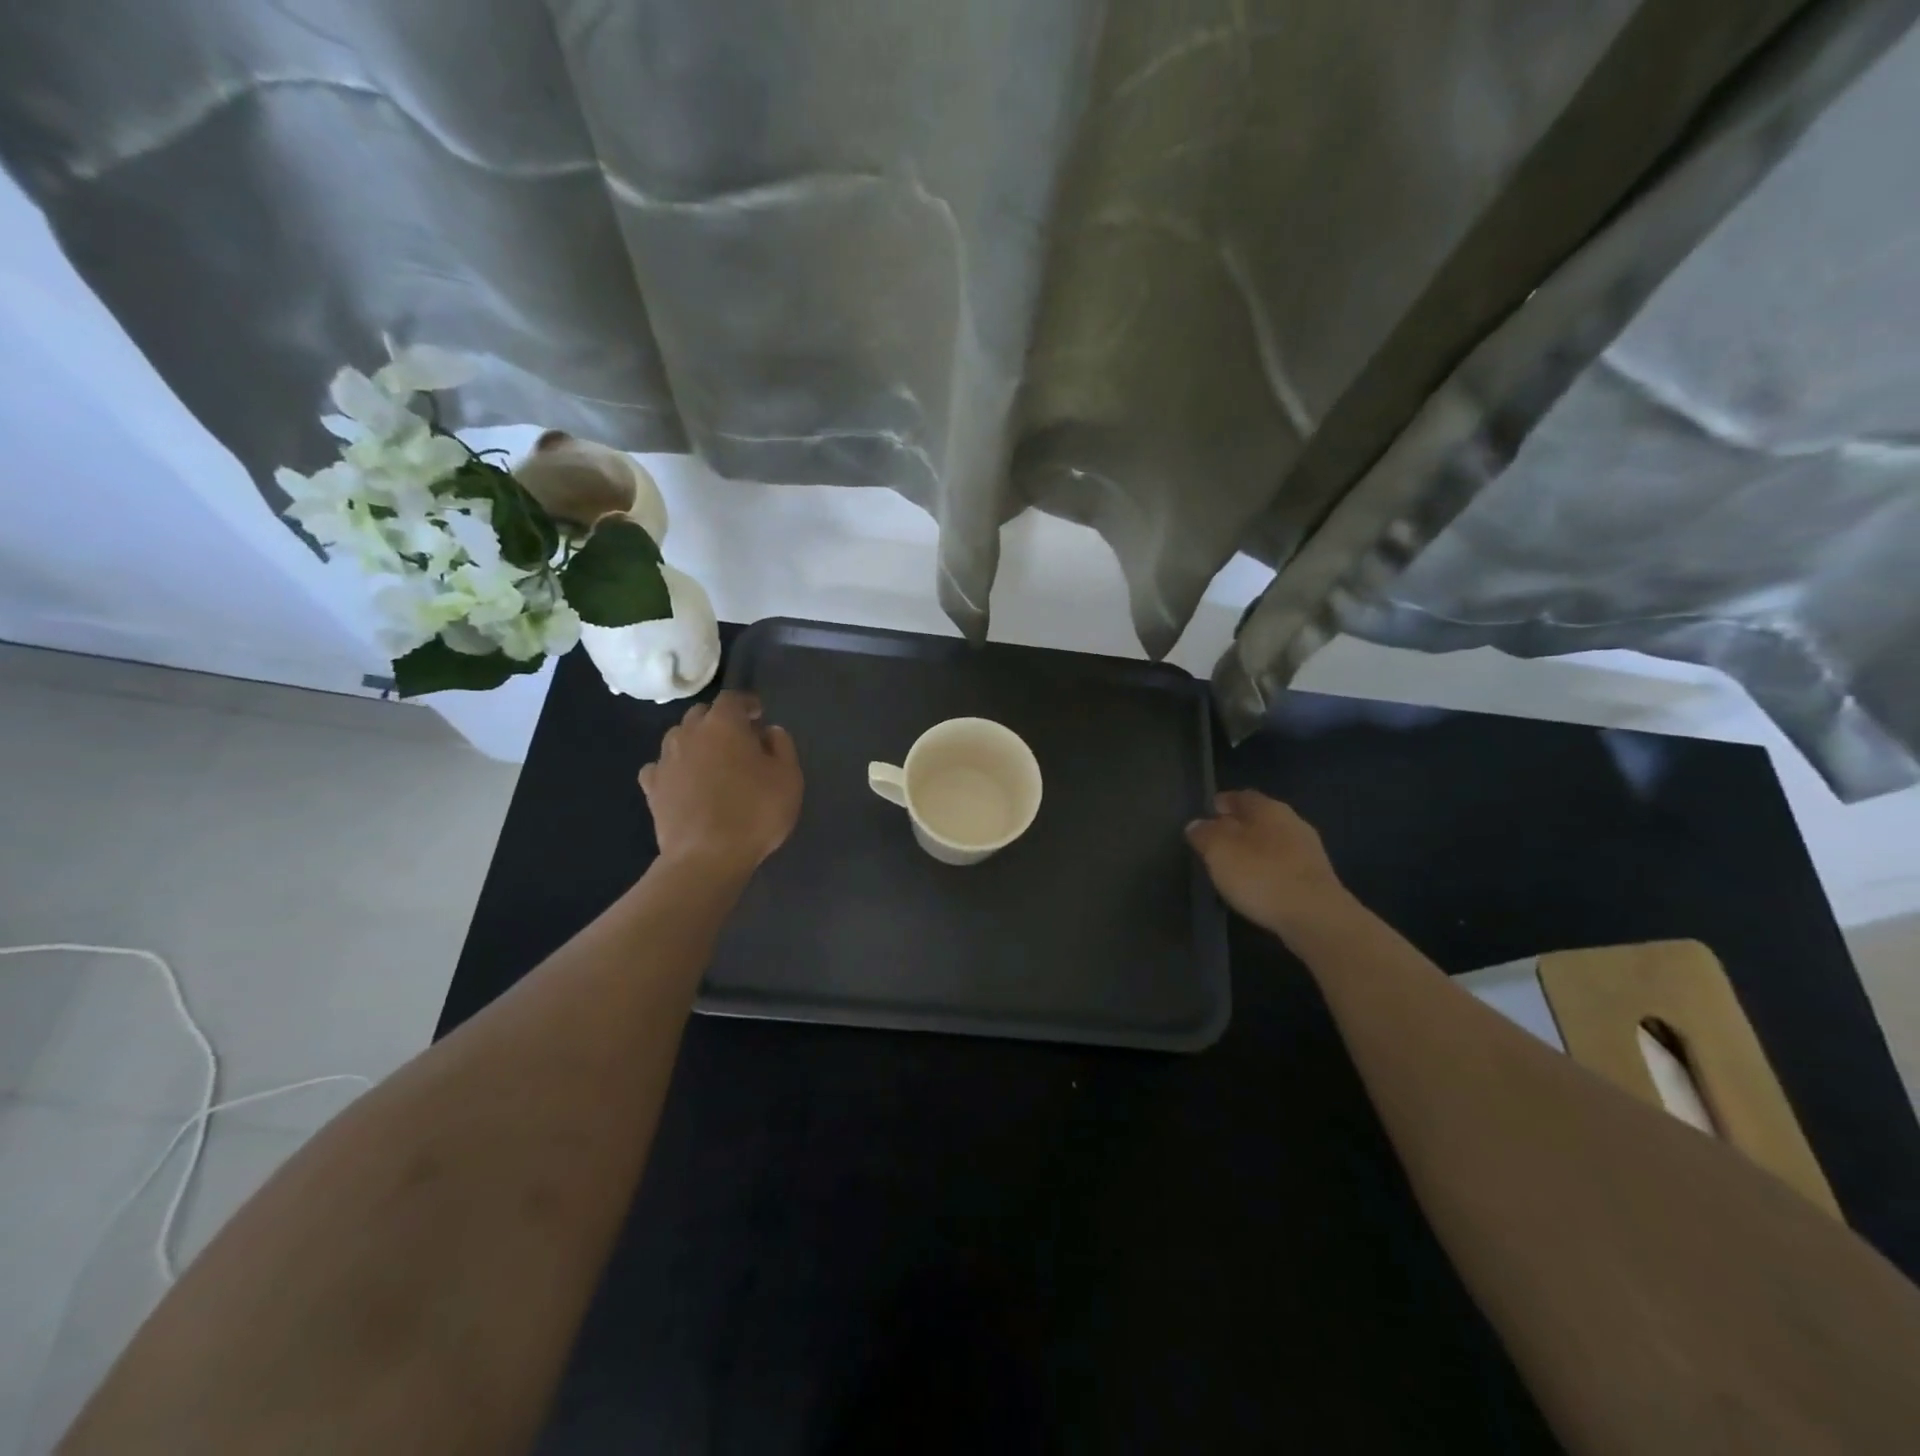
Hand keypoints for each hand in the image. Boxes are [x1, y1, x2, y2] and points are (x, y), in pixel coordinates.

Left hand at [639, 691, 802, 879]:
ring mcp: (665, 760)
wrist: (706, 857)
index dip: (746, 703)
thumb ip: (782, 746)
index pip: (732, 698)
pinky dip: (673, 768)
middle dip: (719, 720)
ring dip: (696, 742)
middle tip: (738, 739)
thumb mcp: (788, 777)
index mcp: (724, 724)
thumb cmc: (755, 812)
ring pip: (679, 737)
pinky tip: (683, 782)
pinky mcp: (651, 788)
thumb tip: (768, 731)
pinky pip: (660, 767)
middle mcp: (689, 733)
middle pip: (701, 714)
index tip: (758, 714)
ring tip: (711, 761)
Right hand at [1185, 790, 1347, 935]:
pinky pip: (1285, 864)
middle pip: (1259, 818)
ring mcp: (1309, 850)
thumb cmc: (1260, 874)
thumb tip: (1197, 824)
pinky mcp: (1317, 878)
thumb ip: (1204, 834)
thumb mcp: (1218, 850)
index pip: (1240, 796)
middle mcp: (1292, 821)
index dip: (1222, 803)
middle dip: (1239, 826)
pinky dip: (1269, 869)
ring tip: (1235, 865)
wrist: (1315, 917)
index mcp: (1267, 808)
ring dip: (1256, 849)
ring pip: (1274, 841)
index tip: (1207, 812)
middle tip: (1218, 841)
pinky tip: (1258, 884)